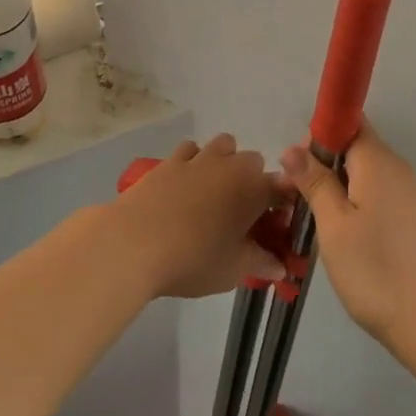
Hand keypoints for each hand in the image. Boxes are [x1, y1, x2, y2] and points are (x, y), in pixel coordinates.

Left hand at [113, 135, 285, 299]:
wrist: (133, 243)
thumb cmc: (193, 258)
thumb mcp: (233, 269)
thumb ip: (259, 263)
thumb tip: (279, 268)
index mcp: (254, 189)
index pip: (282, 188)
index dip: (282, 206)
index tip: (274, 227)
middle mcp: (230, 165)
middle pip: (253, 161)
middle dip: (253, 181)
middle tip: (241, 214)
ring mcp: (198, 159)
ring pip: (223, 145)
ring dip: (225, 162)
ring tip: (214, 193)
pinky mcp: (169, 161)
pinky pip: (190, 150)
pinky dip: (194, 160)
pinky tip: (185, 184)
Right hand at [281, 125, 415, 349]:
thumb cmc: (377, 270)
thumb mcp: (334, 225)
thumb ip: (315, 182)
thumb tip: (294, 148)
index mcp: (377, 161)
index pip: (348, 121)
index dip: (319, 135)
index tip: (298, 167)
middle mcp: (397, 169)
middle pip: (354, 148)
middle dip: (323, 165)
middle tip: (296, 201)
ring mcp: (409, 196)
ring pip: (364, 176)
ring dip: (336, 189)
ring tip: (314, 223)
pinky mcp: (413, 221)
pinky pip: (377, 197)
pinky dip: (355, 207)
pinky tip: (342, 239)